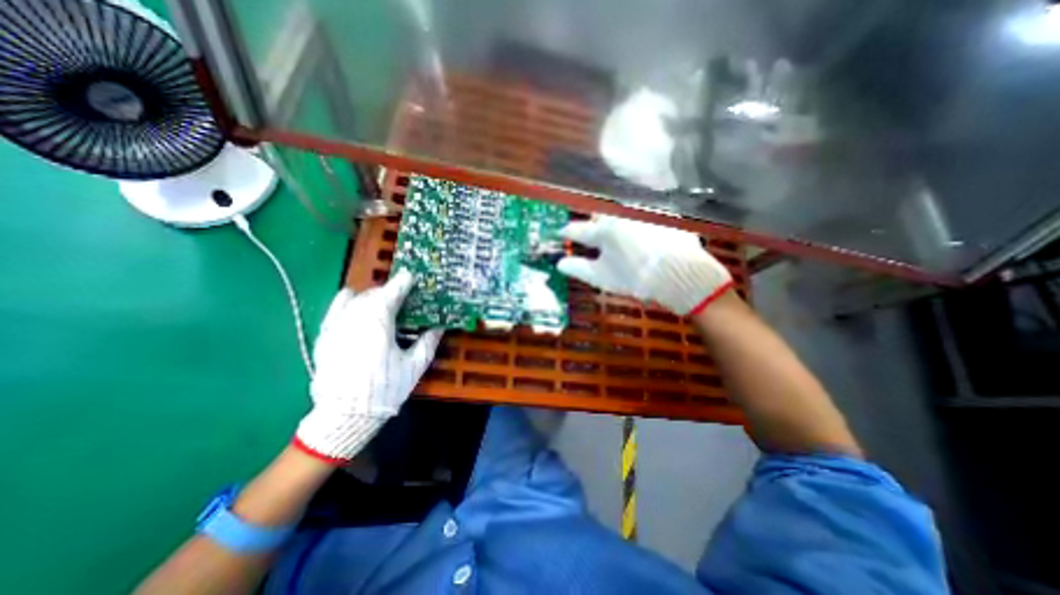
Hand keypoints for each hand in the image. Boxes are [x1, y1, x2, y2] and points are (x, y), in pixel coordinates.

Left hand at [289, 270, 444, 464]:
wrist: (345, 416)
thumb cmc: (385, 389)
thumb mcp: (414, 367)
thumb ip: (428, 342)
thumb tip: (439, 326)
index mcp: (378, 324)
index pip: (390, 294)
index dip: (402, 283)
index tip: (411, 276)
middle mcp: (354, 319)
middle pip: (372, 294)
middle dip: (388, 291)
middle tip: (402, 297)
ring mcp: (336, 326)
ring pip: (354, 299)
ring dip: (371, 297)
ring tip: (381, 305)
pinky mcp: (324, 336)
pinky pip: (336, 309)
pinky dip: (348, 303)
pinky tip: (356, 309)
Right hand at [558, 213, 734, 315]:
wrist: (681, 275)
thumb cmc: (636, 278)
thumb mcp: (603, 278)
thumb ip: (578, 269)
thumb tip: (560, 263)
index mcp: (604, 230)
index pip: (578, 229)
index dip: (567, 232)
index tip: (561, 233)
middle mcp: (622, 215)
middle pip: (599, 216)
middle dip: (592, 224)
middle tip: (592, 236)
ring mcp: (643, 214)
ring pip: (621, 214)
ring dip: (615, 223)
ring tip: (617, 238)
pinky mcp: (663, 217)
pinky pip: (643, 218)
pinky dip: (637, 226)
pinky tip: (642, 240)